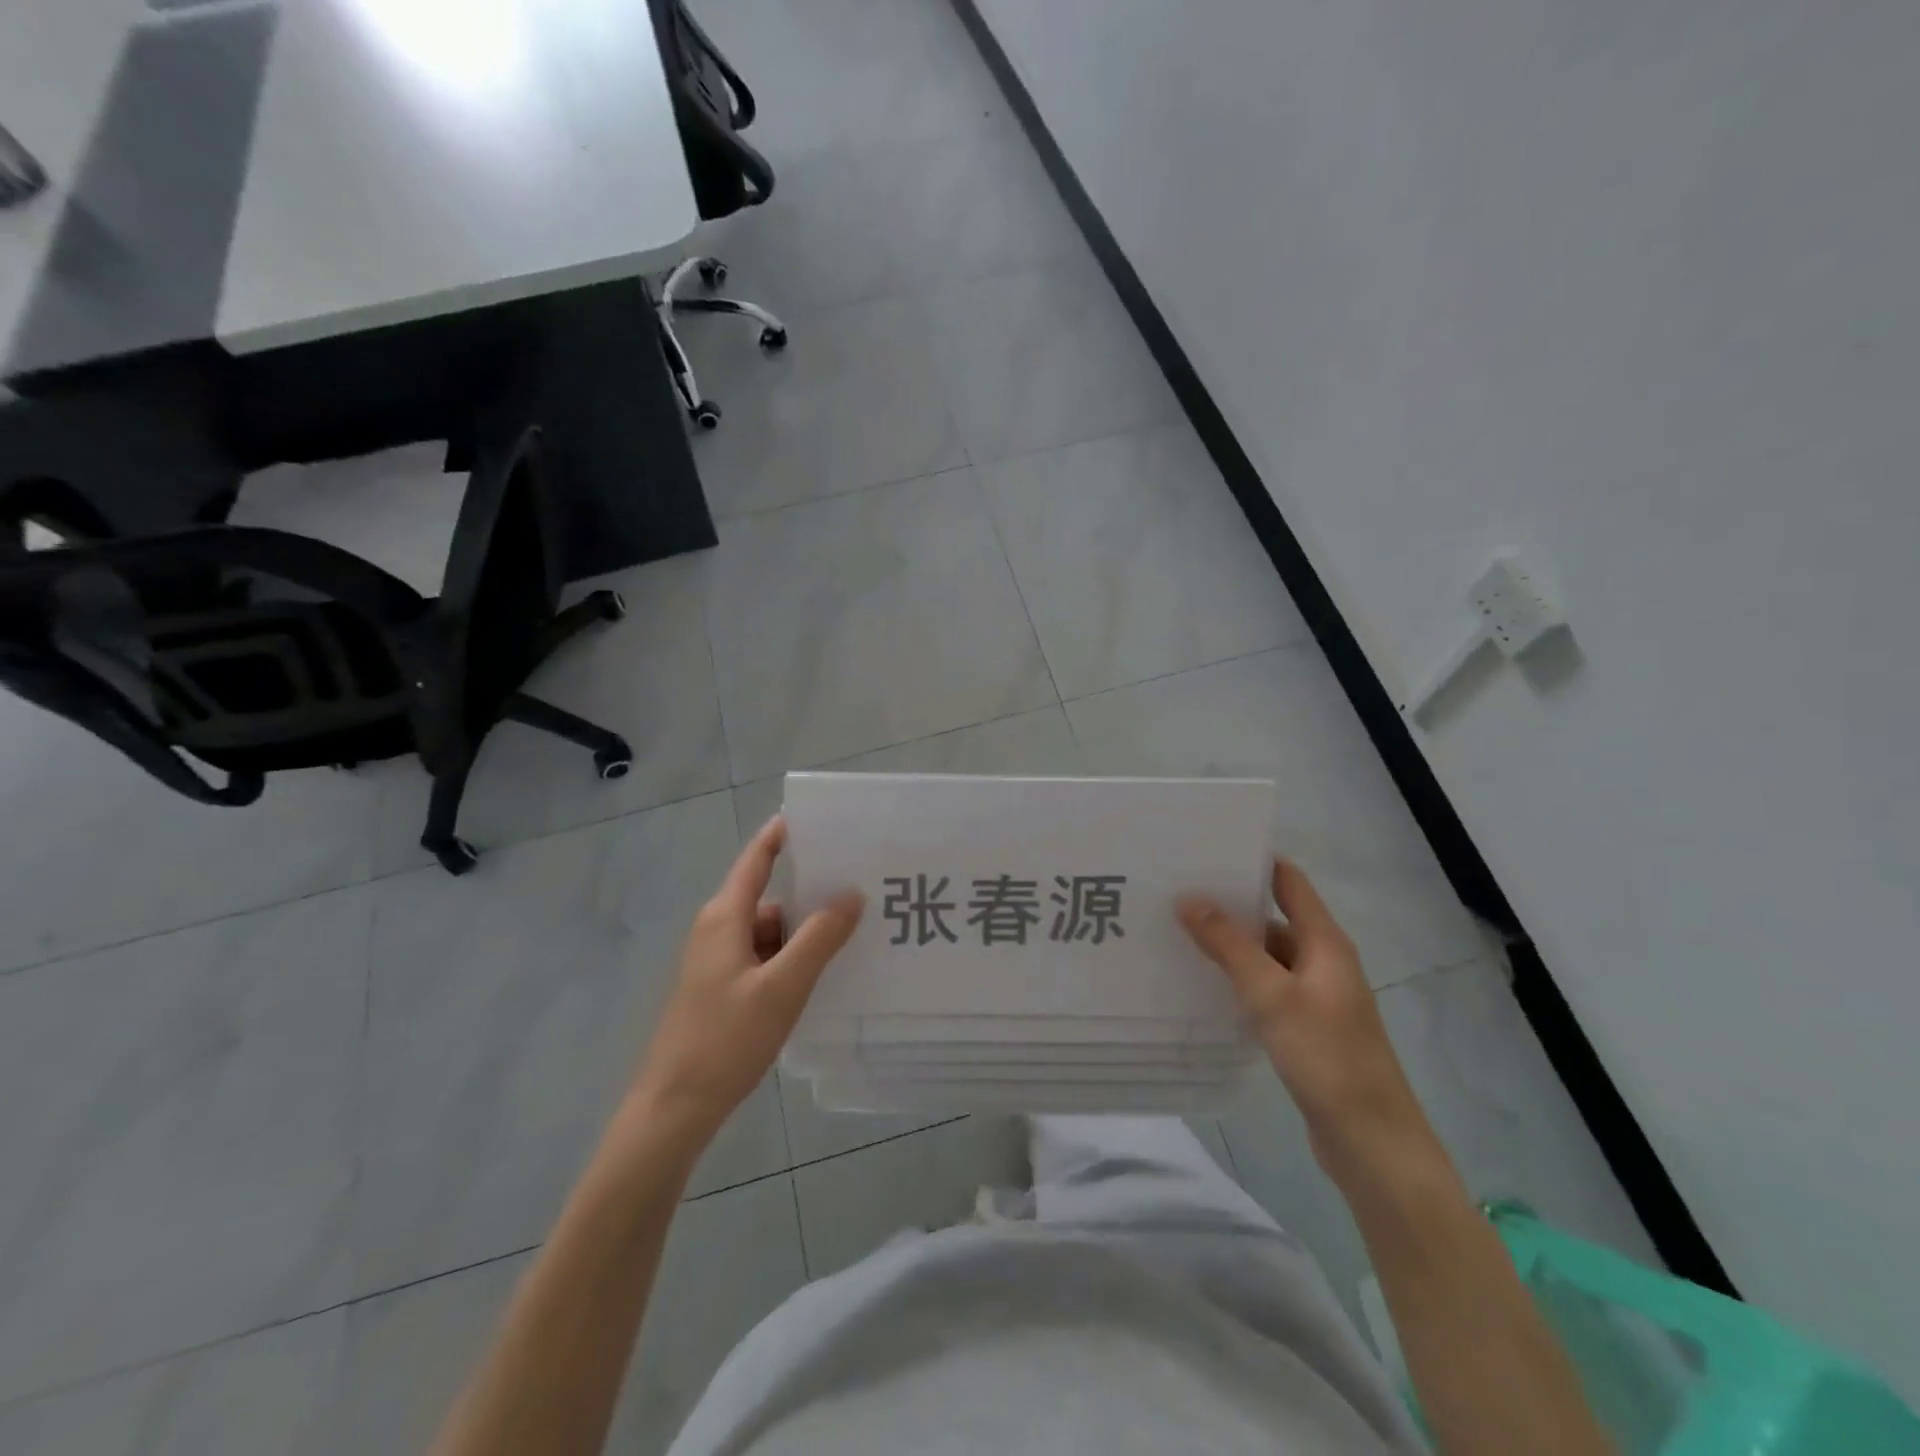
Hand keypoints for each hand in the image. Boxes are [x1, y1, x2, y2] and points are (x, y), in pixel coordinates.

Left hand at [628, 816, 862, 1151]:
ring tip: (852, 937)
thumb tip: (852, 894)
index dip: (781, 835)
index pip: (756, 860)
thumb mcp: (783, 986)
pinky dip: (789, 961)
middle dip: (811, 896)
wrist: (673, 1109)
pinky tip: (820, 976)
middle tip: (859, 890)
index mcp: (725, 917)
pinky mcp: (720, 990)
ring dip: (803, 935)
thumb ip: (820, 938)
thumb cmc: (726, 1039)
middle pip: (769, 899)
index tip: (815, 818)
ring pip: (768, 934)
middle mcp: (717, 930)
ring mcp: (716, 962)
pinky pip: (762, 959)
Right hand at [1178, 860, 1439, 1186]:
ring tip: (1177, 934)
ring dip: (1229, 945)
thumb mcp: (1271, 995)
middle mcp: (1322, 960)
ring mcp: (1315, 995)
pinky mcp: (1305, 1026)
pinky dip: (1237, 979)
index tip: (1204, 851)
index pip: (1288, 882)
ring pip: (1265, 956)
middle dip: (1228, 905)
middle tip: (1174, 893)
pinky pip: (1266, 987)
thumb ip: (1229, 945)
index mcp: (1324, 942)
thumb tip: (1188, 898)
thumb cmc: (1326, 1057)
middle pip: (1272, 917)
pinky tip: (1202, 984)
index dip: (1252, 861)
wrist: (1370, 1141)